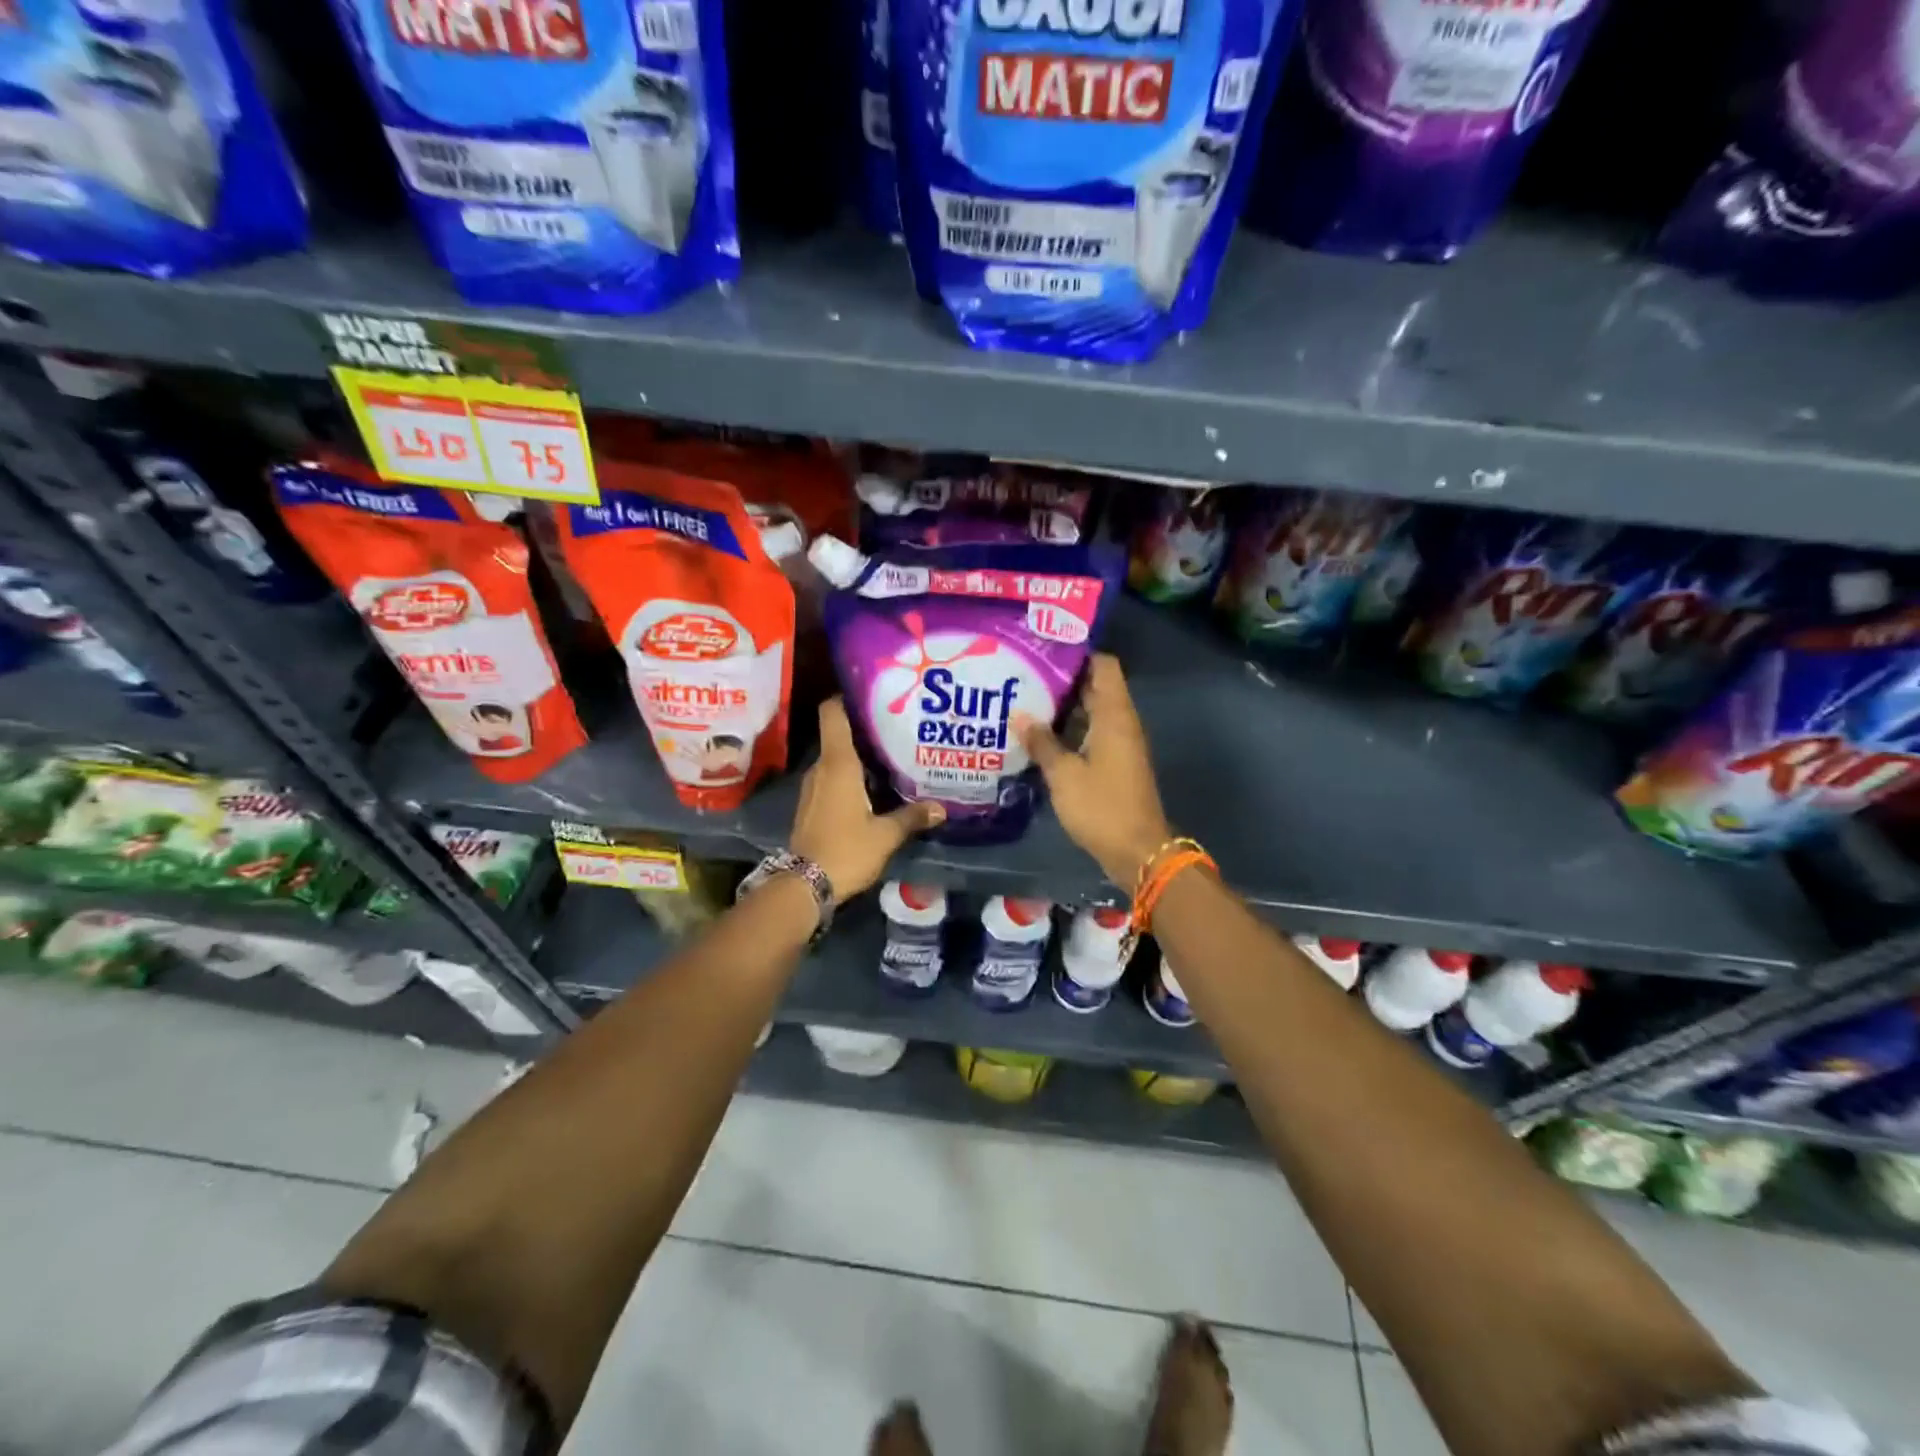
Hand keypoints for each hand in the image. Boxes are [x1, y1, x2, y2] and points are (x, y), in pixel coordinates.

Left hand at [790, 697, 944, 904]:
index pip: (833, 713)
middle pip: (841, 735)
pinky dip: (852, 777)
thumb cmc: (846, 850)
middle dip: (867, 731)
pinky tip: (875, 789)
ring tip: (893, 758)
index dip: (847, 697)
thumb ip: (912, 817)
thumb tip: (941, 808)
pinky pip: (833, 779)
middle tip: (899, 729)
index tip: (873, 693)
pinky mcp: (812, 805)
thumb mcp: (885, 835)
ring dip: (860, 757)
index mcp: (838, 764)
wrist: (803, 886)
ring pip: (838, 760)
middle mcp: (822, 769)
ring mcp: (813, 787)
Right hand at [1016, 653, 1171, 888]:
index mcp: (1115, 716)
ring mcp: (1120, 744)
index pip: (1104, 666)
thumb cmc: (1101, 807)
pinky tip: (1040, 735)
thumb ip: (1042, 742)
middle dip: (1063, 679)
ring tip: (1024, 700)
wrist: (1137, 851)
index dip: (1078, 653)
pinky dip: (1069, 730)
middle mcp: (1121, 723)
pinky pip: (1091, 734)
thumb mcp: (1064, 774)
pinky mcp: (1115, 764)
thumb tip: (1019, 714)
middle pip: (1095, 687)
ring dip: (1063, 707)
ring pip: (1092, 712)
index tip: (1044, 649)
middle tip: (1024, 674)